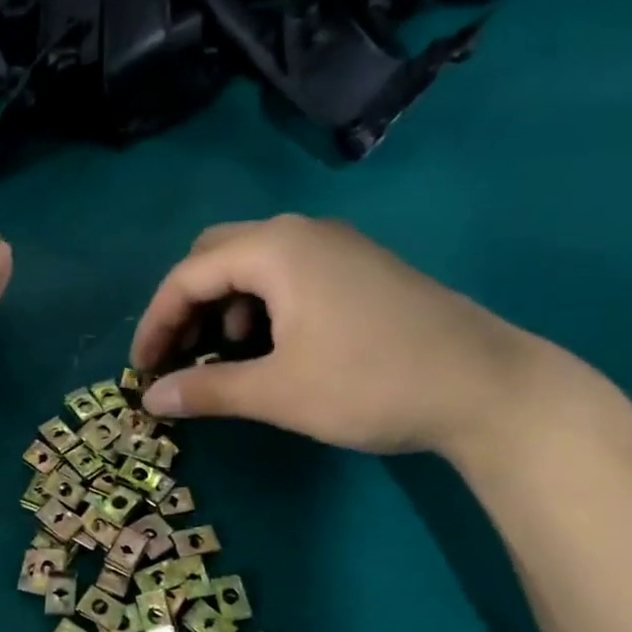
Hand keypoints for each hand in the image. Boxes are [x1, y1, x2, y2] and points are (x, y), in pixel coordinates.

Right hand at [131, 216, 566, 459]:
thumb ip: (206, 391)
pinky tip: (271, 345)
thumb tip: (150, 400)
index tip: (141, 369)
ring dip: (222, 305)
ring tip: (224, 357)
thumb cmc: (371, 384)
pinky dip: (259, 304)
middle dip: (186, 306)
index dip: (156, 323)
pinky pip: (287, 273)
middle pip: (214, 255)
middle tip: (177, 356)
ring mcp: (336, 246)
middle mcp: (302, 232)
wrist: (490, 389)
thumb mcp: (278, 393)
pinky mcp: (359, 268)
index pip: (187, 275)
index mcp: (276, 249)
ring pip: (252, 263)